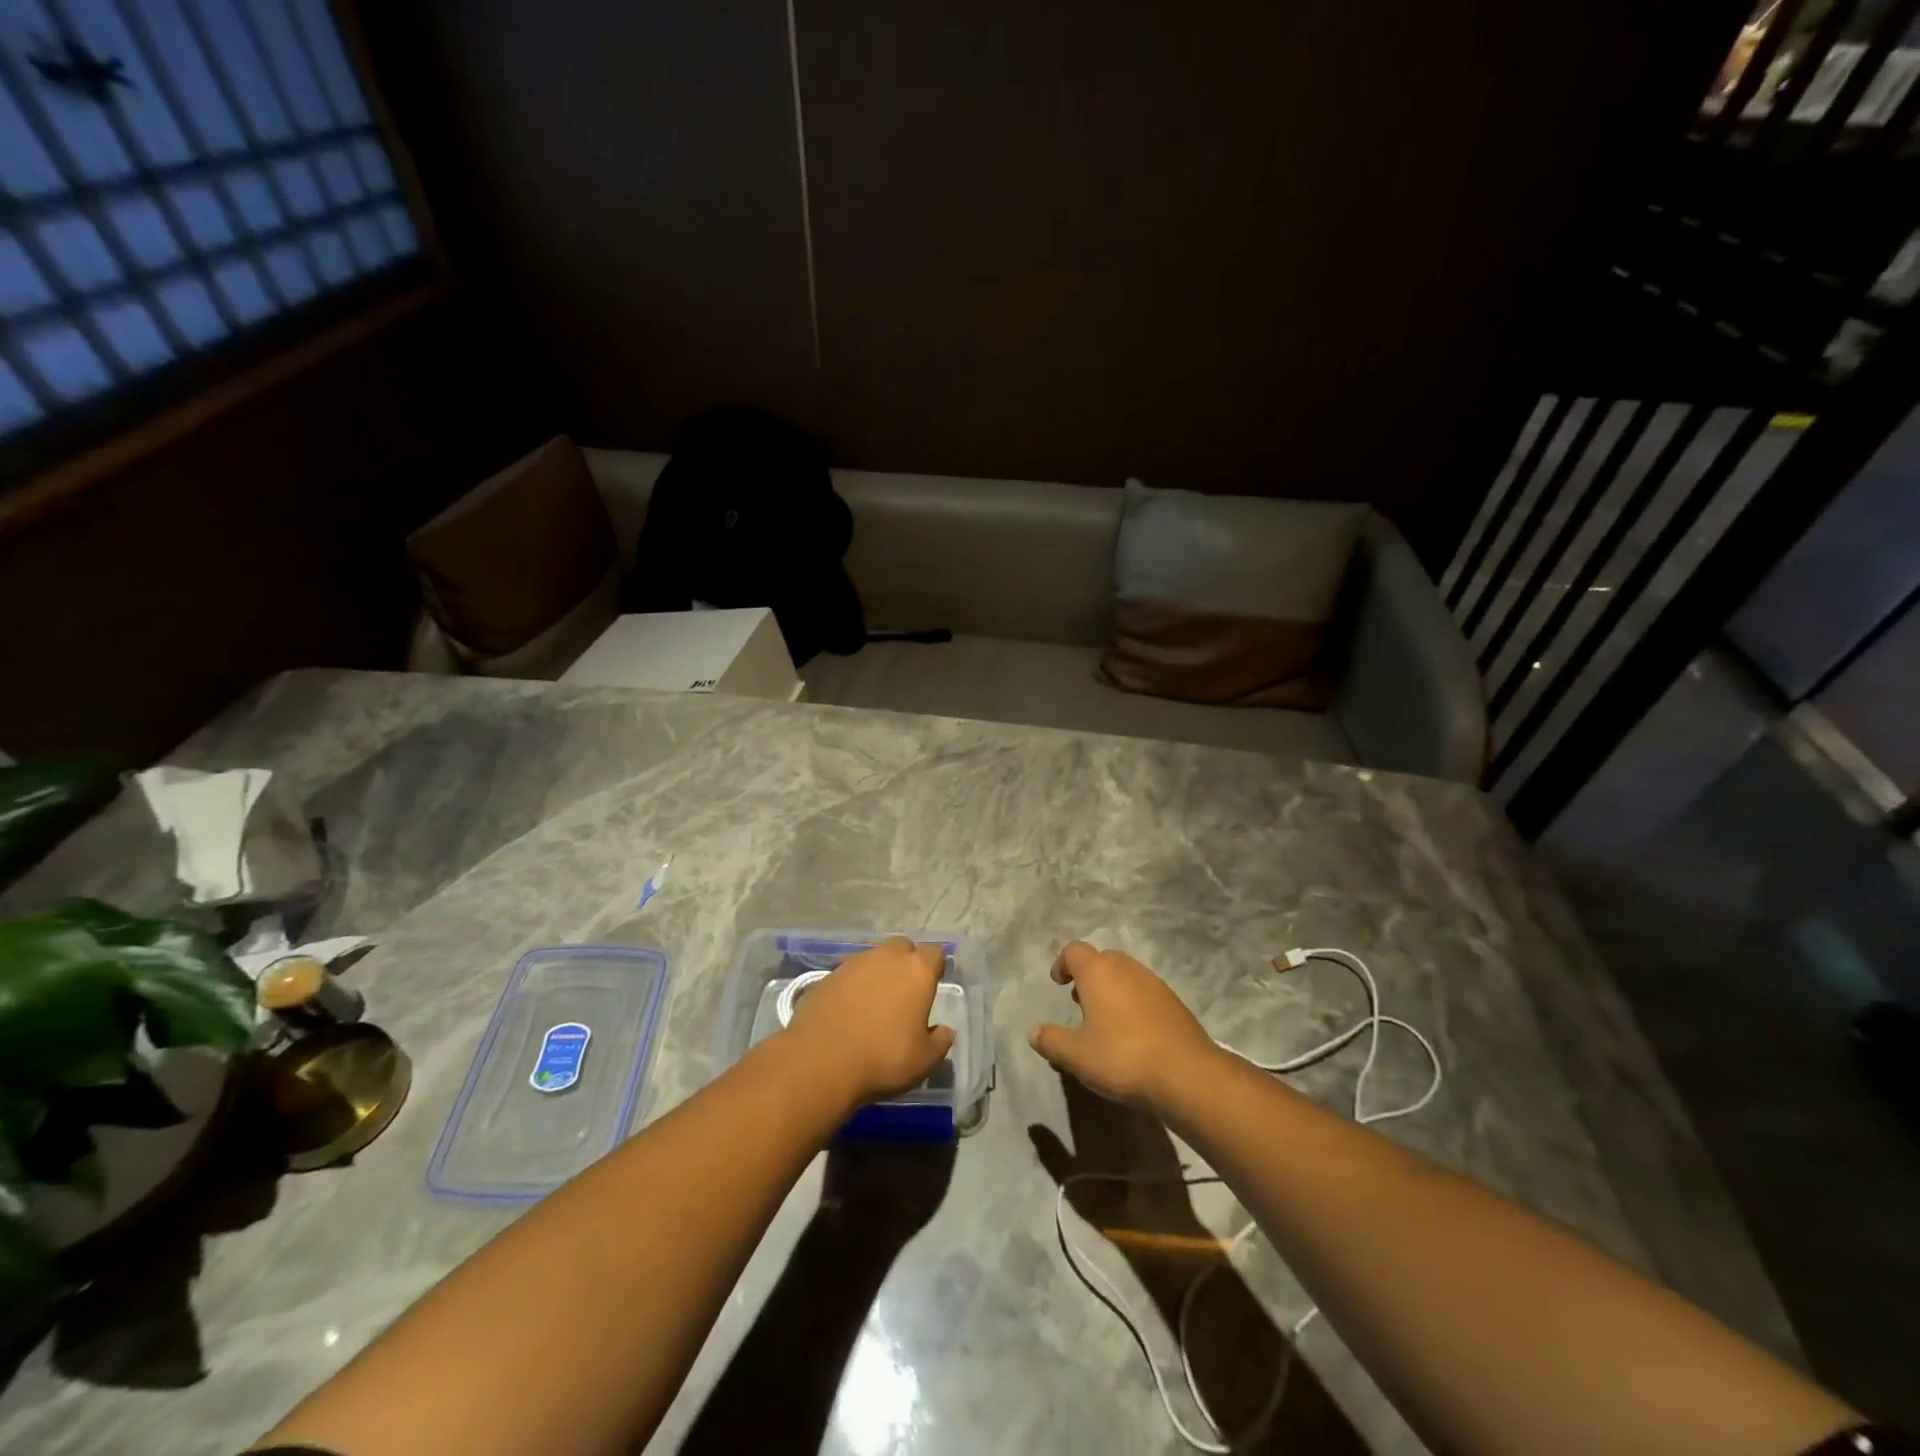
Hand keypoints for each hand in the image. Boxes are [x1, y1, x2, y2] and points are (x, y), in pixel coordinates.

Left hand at [782, 937, 955, 1107]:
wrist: (820, 1062)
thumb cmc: (882, 1058)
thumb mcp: (924, 1060)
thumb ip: (940, 1042)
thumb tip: (945, 1030)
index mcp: (916, 971)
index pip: (935, 952)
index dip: (936, 966)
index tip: (934, 983)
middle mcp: (886, 957)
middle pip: (902, 947)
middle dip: (906, 962)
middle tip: (905, 991)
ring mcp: (853, 964)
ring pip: (873, 958)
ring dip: (878, 973)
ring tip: (876, 1002)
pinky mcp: (826, 976)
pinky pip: (848, 974)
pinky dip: (853, 986)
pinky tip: (849, 1010)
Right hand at [1028, 941, 1219, 1110]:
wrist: (1187, 1074)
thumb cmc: (1122, 1057)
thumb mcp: (1076, 1055)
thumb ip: (1051, 1040)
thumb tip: (1034, 1032)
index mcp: (1098, 971)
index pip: (1074, 950)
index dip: (1062, 963)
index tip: (1058, 984)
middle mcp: (1126, 968)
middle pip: (1102, 959)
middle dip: (1088, 976)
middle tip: (1079, 1002)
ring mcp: (1154, 983)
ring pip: (1126, 975)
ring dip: (1112, 989)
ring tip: (1105, 1020)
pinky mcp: (1174, 1002)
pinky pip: (1145, 992)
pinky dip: (1133, 1003)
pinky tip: (1133, 1034)